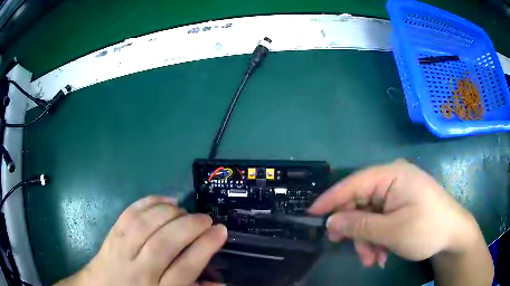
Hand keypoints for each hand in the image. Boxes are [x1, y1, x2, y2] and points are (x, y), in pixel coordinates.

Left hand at [55, 196, 226, 285]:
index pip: (185, 268)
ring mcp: (121, 250)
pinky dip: (148, 202)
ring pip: (146, 226)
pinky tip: (164, 201)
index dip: (205, 247)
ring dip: (170, 213)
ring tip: (185, 211)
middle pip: (165, 244)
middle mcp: (138, 271)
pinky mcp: (111, 235)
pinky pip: (129, 214)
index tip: (221, 231)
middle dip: (190, 226)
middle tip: (206, 218)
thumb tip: (222, 283)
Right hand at [308, 159, 479, 266]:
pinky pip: (380, 219)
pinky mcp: (401, 204)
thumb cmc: (426, 228)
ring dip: (367, 238)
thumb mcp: (391, 231)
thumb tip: (331, 221)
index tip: (311, 214)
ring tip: (372, 259)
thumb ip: (359, 225)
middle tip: (345, 247)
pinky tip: (381, 254)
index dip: (331, 199)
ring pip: (369, 215)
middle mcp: (393, 179)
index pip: (353, 183)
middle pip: (361, 201)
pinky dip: (377, 238)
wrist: (453, 234)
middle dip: (354, 228)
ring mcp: (398, 192)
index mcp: (392, 175)